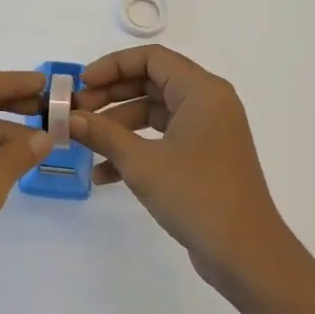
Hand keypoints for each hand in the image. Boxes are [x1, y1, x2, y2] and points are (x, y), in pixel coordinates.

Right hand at [71, 45, 298, 297]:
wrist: (246, 255)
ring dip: (118, 125)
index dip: (112, 66)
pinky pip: (163, 138)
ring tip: (83, 142)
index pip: (151, 58)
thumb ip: (103, 134)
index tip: (81, 84)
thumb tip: (68, 117)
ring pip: (154, 112)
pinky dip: (136, 149)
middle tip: (76, 112)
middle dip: (111, 96)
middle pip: (151, 82)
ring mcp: (207, 130)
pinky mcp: (203, 157)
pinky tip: (103, 174)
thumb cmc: (197, 196)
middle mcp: (208, 102)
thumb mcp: (142, 164)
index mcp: (202, 91)